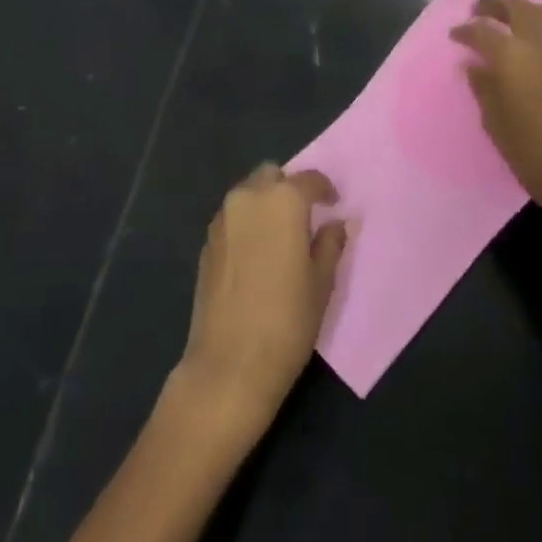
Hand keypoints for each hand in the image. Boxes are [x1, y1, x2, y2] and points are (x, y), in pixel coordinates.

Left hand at [173, 165, 347, 431]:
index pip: (309, 179)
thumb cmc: (287, 321)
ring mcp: (222, 219)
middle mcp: (248, 198)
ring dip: (265, 203)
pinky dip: (247, 222)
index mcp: (282, 201)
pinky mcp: (206, 242)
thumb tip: (335, 224)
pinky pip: (232, 217)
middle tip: (304, 217)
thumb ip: (330, 243)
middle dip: (289, 188)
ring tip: (281, 235)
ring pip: (248, 193)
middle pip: (271, 176)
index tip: (334, 205)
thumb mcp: (322, 283)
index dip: (325, 190)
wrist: (229, 365)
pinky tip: (257, 253)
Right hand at [451, 0, 541, 237]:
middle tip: (480, 13)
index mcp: (510, 56)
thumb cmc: (529, 151)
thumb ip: (481, 84)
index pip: (480, 31)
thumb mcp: (493, 119)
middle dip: (494, 7)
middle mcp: (540, 40)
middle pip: (515, 8)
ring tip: (514, 18)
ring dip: (526, 9)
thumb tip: (473, 64)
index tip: (455, 35)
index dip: (464, 31)